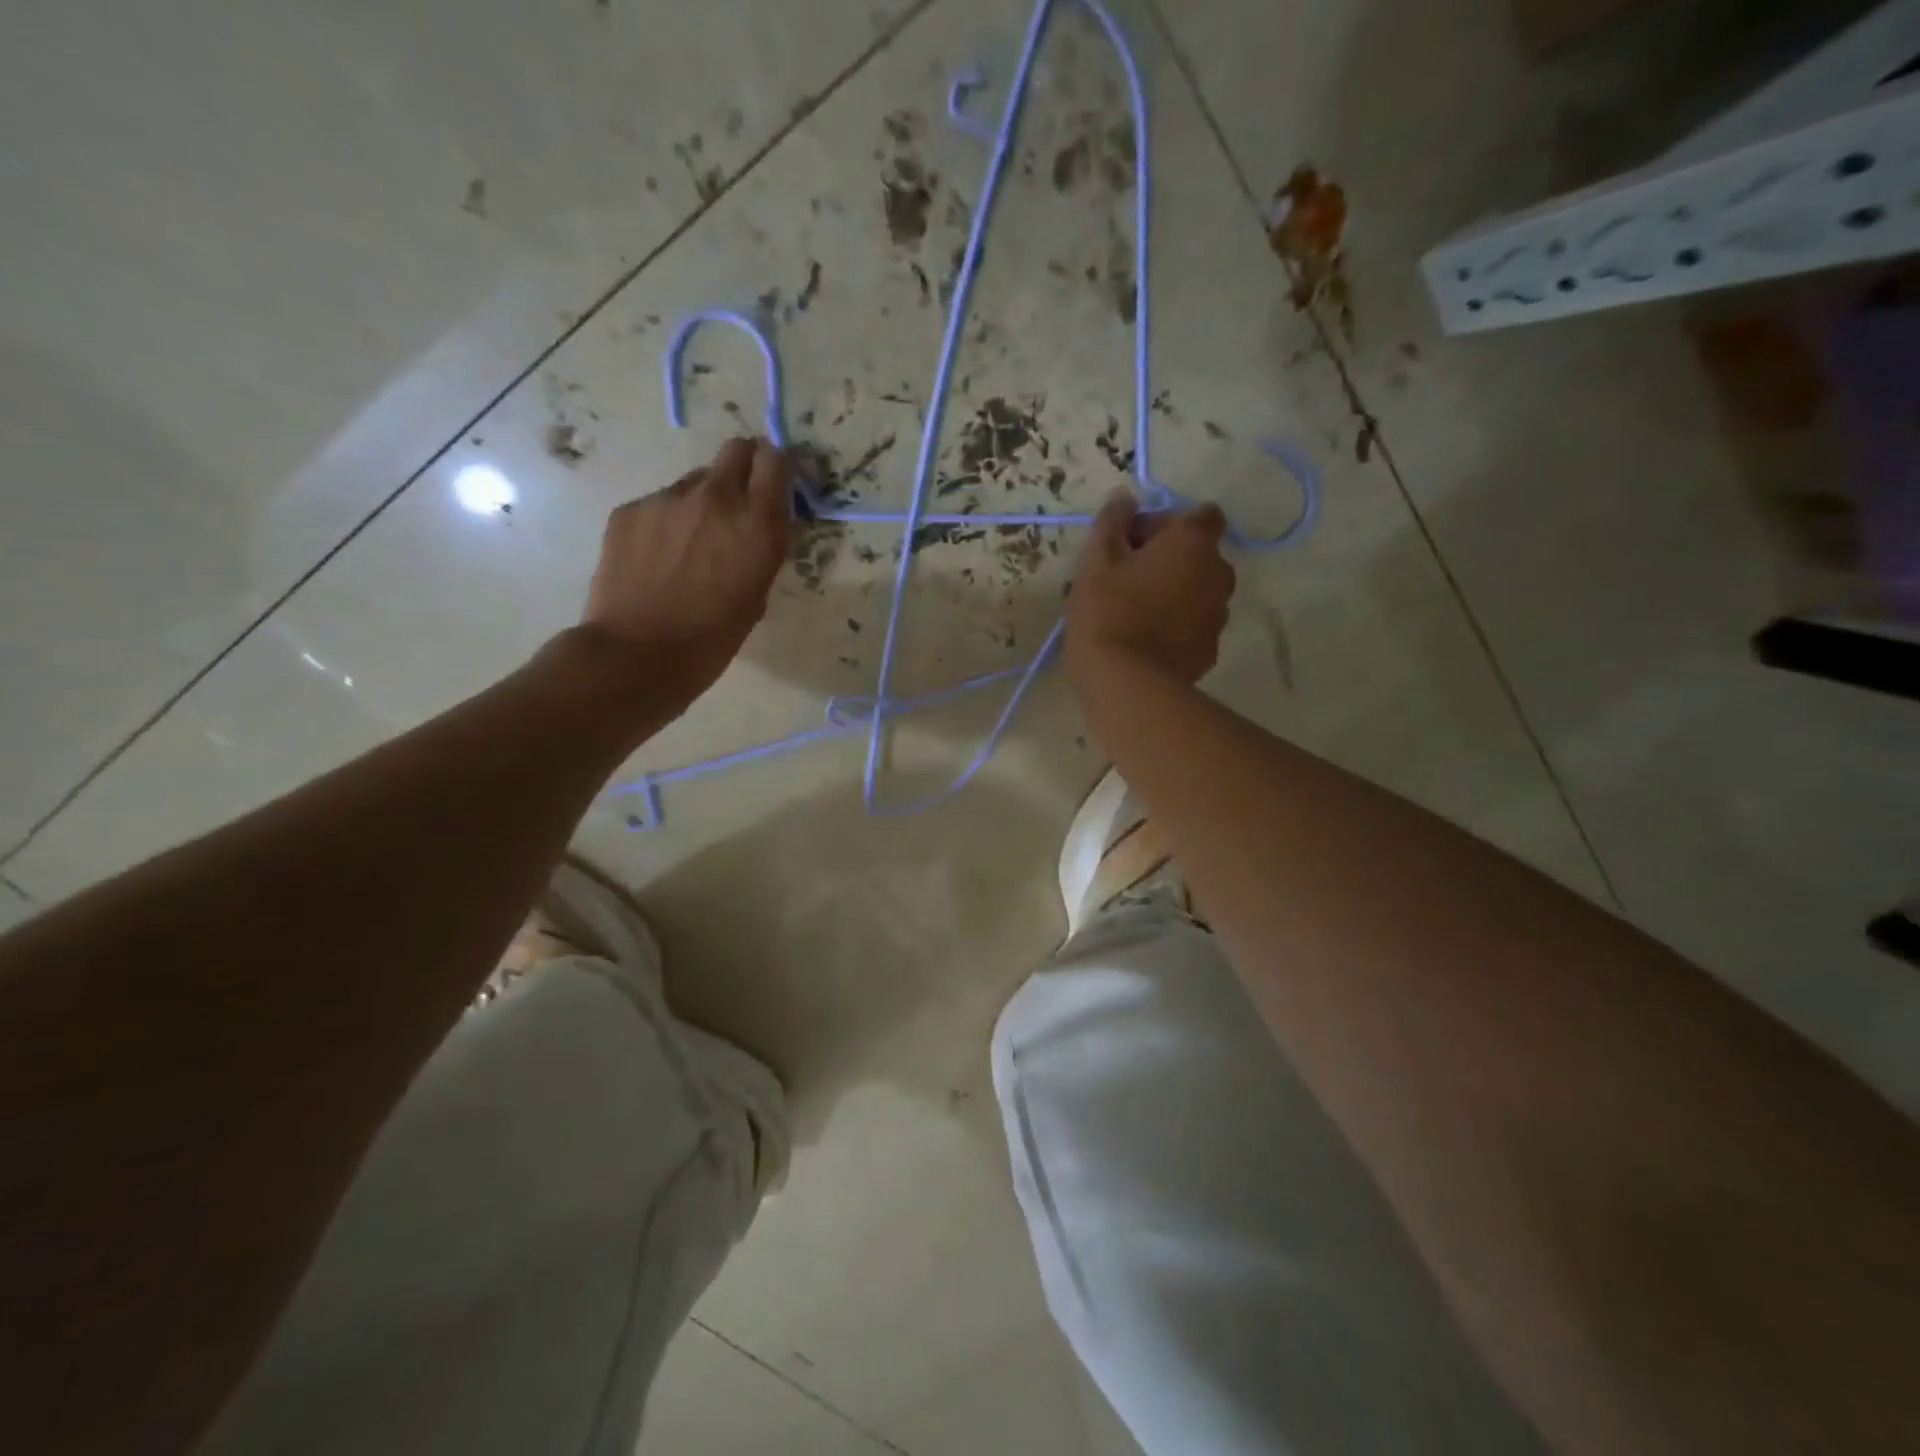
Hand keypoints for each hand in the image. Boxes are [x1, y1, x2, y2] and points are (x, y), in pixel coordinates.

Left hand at [581, 437, 792, 695]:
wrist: (638, 654)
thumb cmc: (712, 639)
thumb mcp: (757, 594)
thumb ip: (761, 548)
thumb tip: (754, 526)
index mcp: (757, 523)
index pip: (776, 459)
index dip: (778, 466)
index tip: (777, 482)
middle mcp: (715, 498)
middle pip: (736, 450)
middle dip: (744, 467)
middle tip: (740, 501)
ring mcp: (667, 499)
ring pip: (695, 480)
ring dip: (703, 500)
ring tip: (691, 544)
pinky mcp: (630, 509)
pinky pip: (659, 503)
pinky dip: (667, 521)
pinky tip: (659, 558)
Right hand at [1063, 491, 1234, 689]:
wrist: (1126, 685)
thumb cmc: (1108, 612)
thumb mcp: (1097, 560)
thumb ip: (1113, 521)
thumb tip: (1126, 497)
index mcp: (1194, 544)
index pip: (1199, 515)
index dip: (1166, 523)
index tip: (1132, 542)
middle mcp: (1218, 574)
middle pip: (1197, 554)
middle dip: (1168, 559)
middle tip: (1126, 578)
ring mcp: (1218, 616)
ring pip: (1196, 591)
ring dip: (1173, 593)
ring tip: (1134, 613)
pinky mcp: (1209, 650)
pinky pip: (1192, 625)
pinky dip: (1175, 626)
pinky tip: (1144, 641)